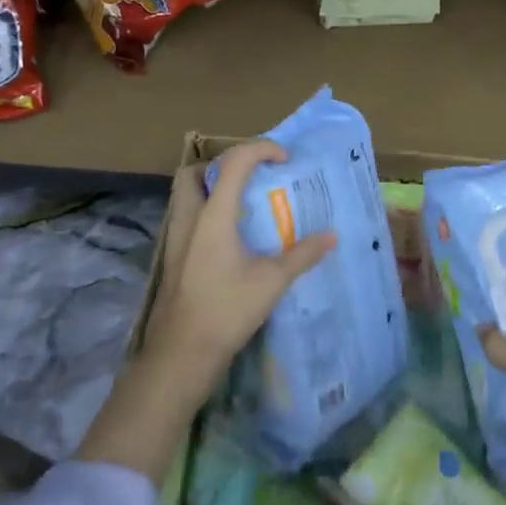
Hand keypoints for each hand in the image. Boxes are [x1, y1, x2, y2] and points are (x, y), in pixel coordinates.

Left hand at [140, 140, 336, 396]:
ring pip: (186, 196)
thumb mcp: (272, 281)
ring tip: (243, 205)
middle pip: (194, 172)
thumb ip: (302, 254)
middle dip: (221, 165)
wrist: (180, 355)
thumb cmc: (226, 311)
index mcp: (213, 214)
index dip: (261, 149)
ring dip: (211, 189)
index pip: (234, 162)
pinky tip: (231, 239)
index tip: (284, 159)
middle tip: (250, 177)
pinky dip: (207, 215)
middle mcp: (189, 218)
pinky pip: (187, 220)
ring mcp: (176, 239)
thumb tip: (332, 236)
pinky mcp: (173, 260)